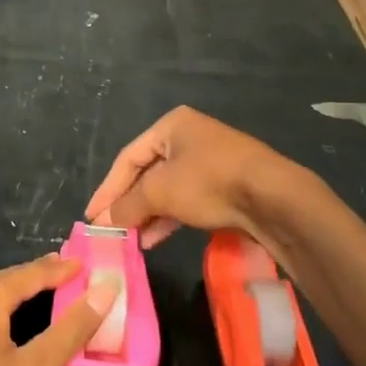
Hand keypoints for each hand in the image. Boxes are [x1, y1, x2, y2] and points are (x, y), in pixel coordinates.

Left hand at [0, 255, 118, 365]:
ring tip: (45, 297)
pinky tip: (9, 333)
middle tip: (71, 276)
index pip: (31, 273)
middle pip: (6, 282)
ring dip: (18, 297)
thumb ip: (71, 328)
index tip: (88, 263)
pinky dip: (0, 318)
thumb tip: (104, 289)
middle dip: (39, 278)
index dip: (62, 269)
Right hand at [85, 106, 292, 249]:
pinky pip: (187, 200)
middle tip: (111, 230)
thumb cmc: (209, 182)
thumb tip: (104, 221)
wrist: (273, 198)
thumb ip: (127, 205)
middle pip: (147, 174)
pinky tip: (155, 239)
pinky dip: (169, 218)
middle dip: (128, 204)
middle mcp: (189, 138)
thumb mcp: (160, 192)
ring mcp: (209, 162)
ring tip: (131, 240)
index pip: (127, 158)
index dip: (107, 189)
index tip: (92, 216)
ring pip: (167, 190)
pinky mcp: (225, 186)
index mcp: (171, 125)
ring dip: (147, 215)